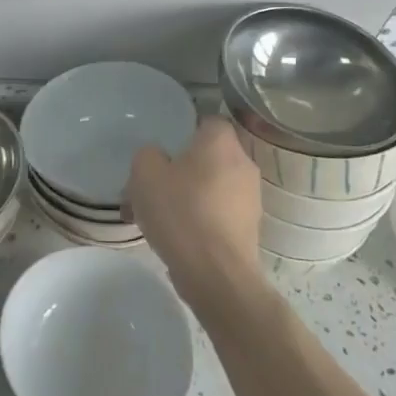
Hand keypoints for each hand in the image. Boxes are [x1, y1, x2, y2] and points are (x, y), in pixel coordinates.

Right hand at [125, 116, 263, 313]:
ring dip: (186, 196)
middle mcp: (243, 164)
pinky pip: (217, 213)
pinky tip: (174, 236)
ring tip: (155, 217)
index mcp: (221, 142)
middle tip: (150, 186)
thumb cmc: (181, 212)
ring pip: (210, 187)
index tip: (162, 148)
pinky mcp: (249, 229)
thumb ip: (148, 155)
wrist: (216, 274)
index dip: (182, 130)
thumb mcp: (145, 173)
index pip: (206, 120)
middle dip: (179, 169)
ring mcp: (250, 198)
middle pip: (207, 156)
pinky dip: (197, 219)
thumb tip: (157, 157)